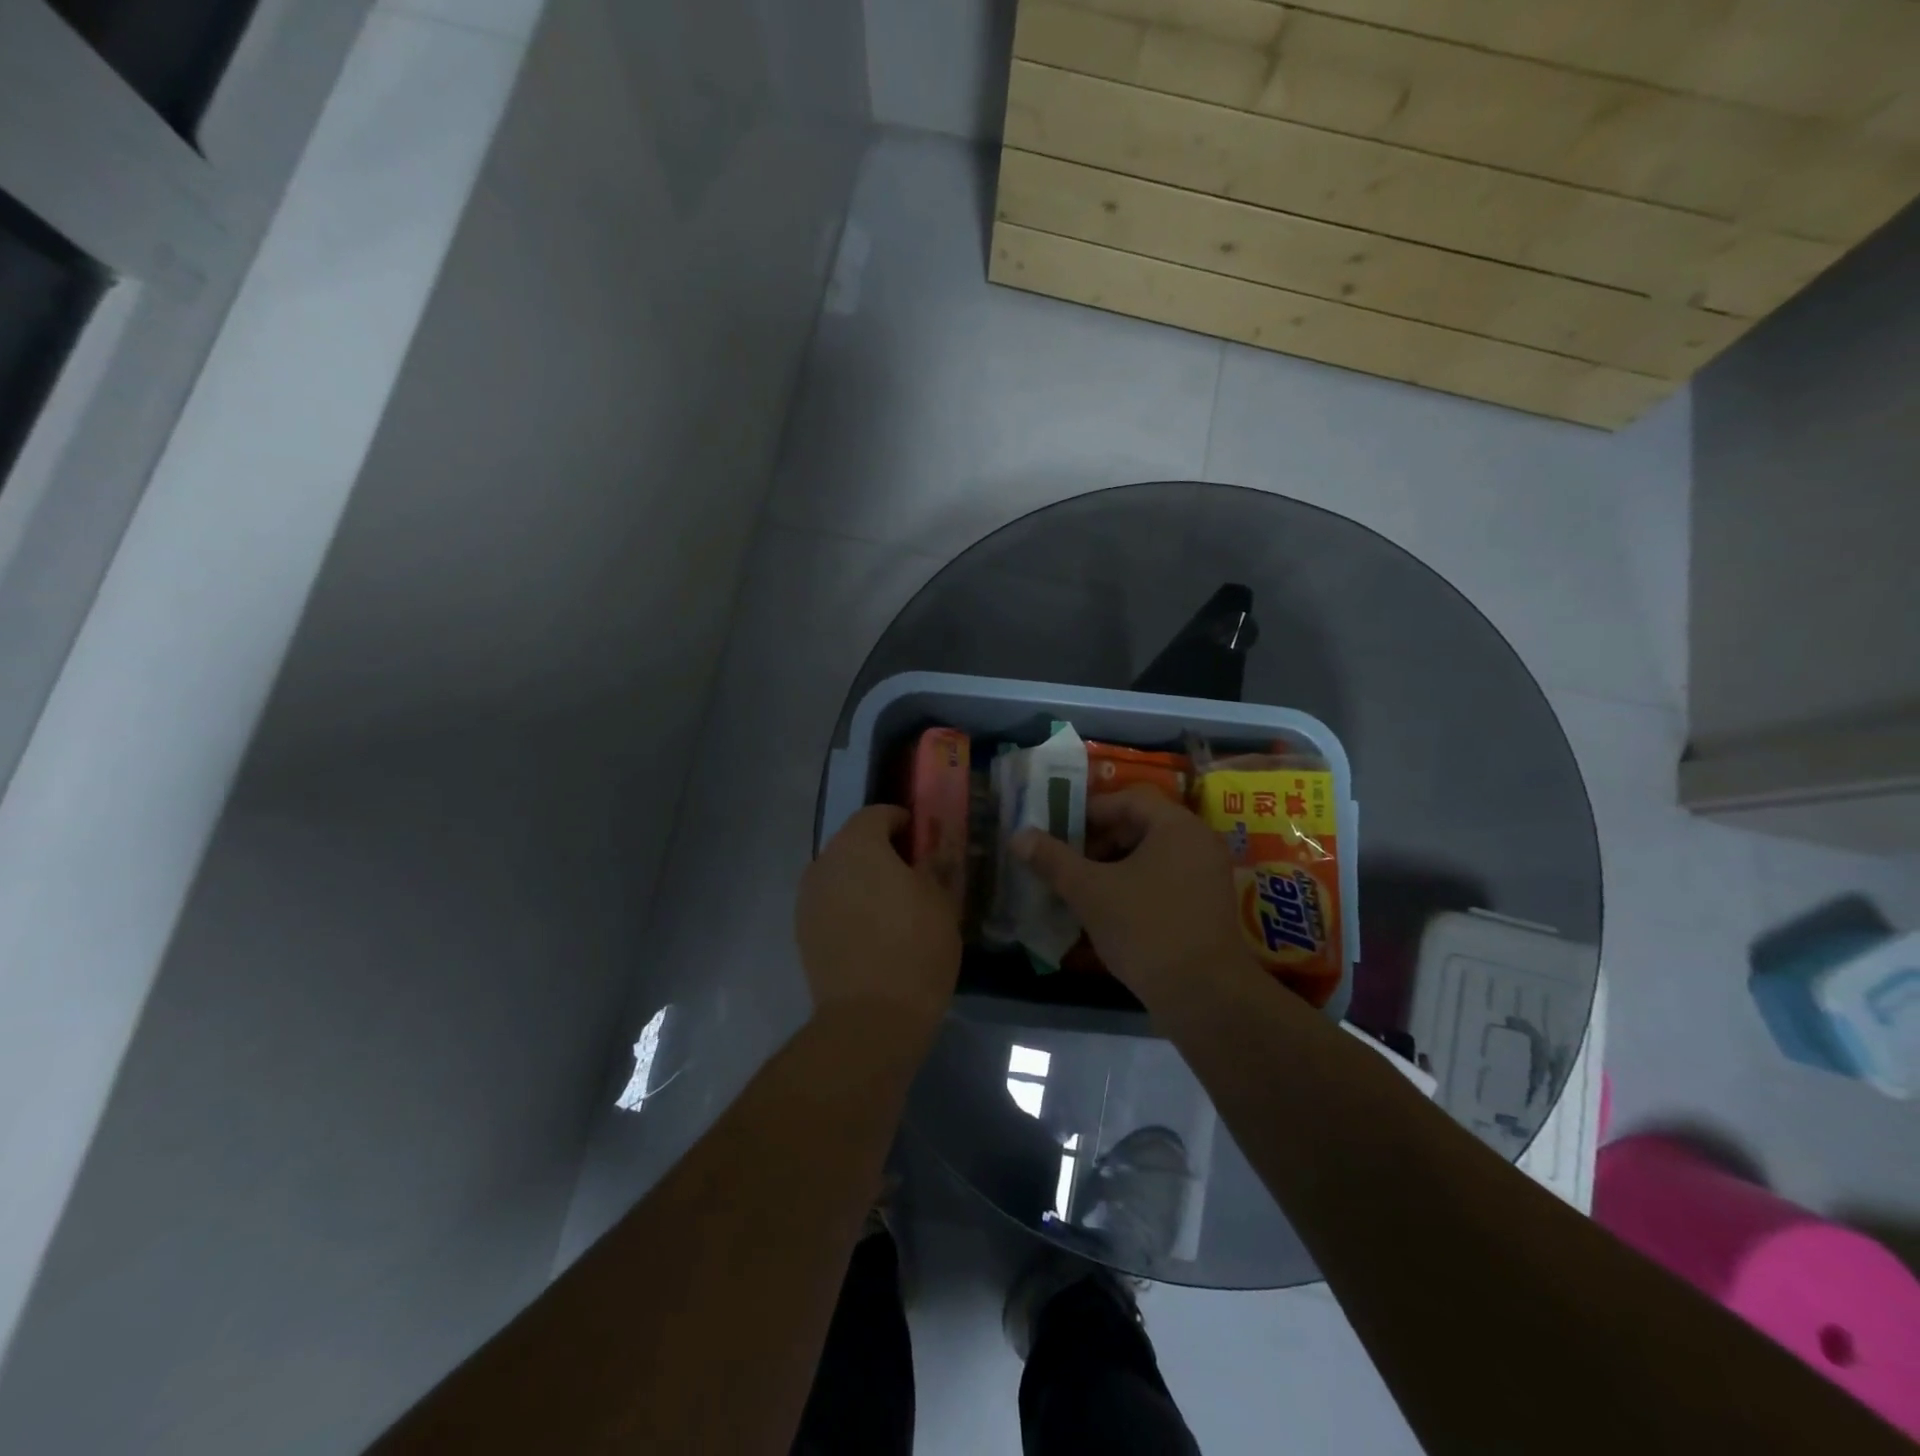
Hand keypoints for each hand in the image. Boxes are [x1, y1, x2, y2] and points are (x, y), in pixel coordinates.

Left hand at [796, 806, 961, 1033]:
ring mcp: (808, 899)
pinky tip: (871, 930)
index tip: (922, 839)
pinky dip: (848, 905)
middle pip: (853, 842)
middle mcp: (824, 863)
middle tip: (912, 873)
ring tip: (892, 905)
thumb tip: (934, 848)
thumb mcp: (941, 901)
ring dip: (862, 878)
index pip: (877, 814)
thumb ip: (935, 864)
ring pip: (839, 874)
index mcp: (857, 845)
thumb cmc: (915, 947)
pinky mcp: (802, 931)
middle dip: (881, 850)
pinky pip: (829, 903)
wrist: (870, 1018)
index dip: (901, 821)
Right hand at [1013, 787, 1262, 1010]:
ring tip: (1082, 887)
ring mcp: (1207, 874)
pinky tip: (1109, 909)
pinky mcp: (1207, 904)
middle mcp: (1199, 841)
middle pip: (1140, 825)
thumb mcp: (1090, 892)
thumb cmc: (1146, 930)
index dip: (1089, 811)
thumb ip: (1053, 860)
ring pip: (1151, 855)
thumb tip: (1019, 836)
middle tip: (1066, 861)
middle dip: (1099, 841)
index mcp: (1177, 826)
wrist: (1205, 996)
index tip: (1058, 831)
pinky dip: (1135, 885)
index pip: (1127, 799)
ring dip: (1114, 865)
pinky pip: (1165, 878)